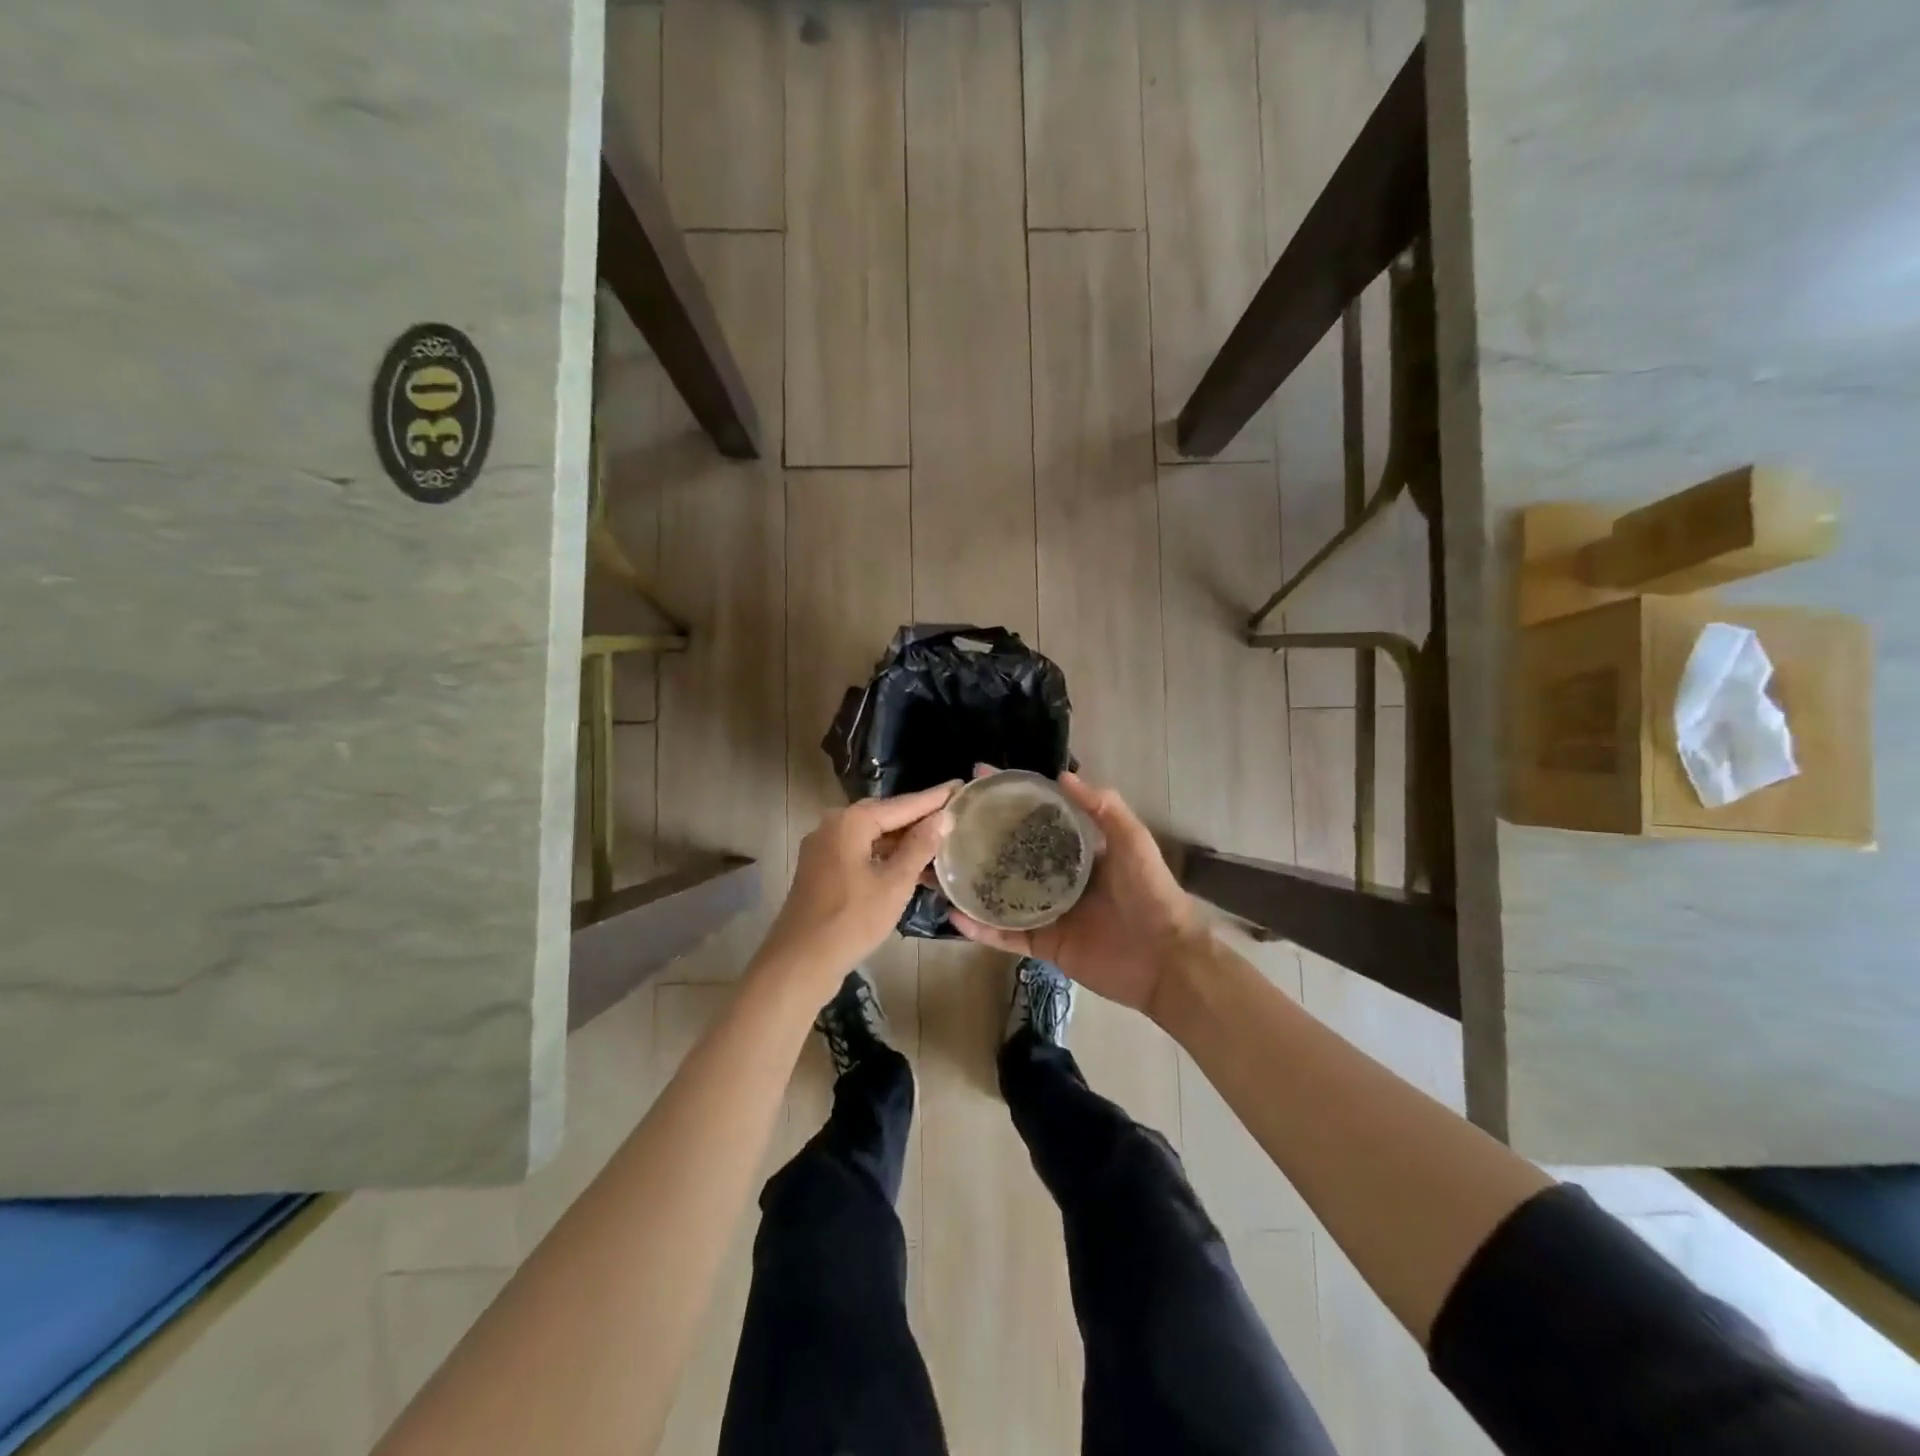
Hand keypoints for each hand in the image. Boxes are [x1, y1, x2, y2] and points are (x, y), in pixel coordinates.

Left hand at [758, 782, 958, 989]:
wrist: (800, 962)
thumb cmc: (851, 920)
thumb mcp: (894, 883)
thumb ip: (920, 846)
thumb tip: (942, 817)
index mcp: (851, 821)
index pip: (903, 804)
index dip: (934, 798)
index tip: (960, 785)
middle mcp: (834, 826)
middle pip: (886, 817)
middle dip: (920, 818)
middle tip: (955, 813)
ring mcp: (825, 848)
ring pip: (873, 837)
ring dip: (905, 842)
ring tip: (942, 843)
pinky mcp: (823, 870)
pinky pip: (862, 853)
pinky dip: (887, 858)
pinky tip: (912, 868)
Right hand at [949, 771, 1203, 1018]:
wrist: (1166, 961)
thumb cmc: (1150, 894)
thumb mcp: (1132, 842)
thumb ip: (1103, 808)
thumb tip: (1062, 774)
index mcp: (1076, 850)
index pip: (1035, 818)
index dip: (1009, 798)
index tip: (977, 779)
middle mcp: (1056, 877)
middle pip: (1010, 854)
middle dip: (979, 839)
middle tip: (942, 824)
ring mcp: (1047, 912)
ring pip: (999, 894)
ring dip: (970, 883)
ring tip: (934, 868)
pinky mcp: (1042, 944)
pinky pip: (1004, 934)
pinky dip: (979, 927)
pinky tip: (952, 913)